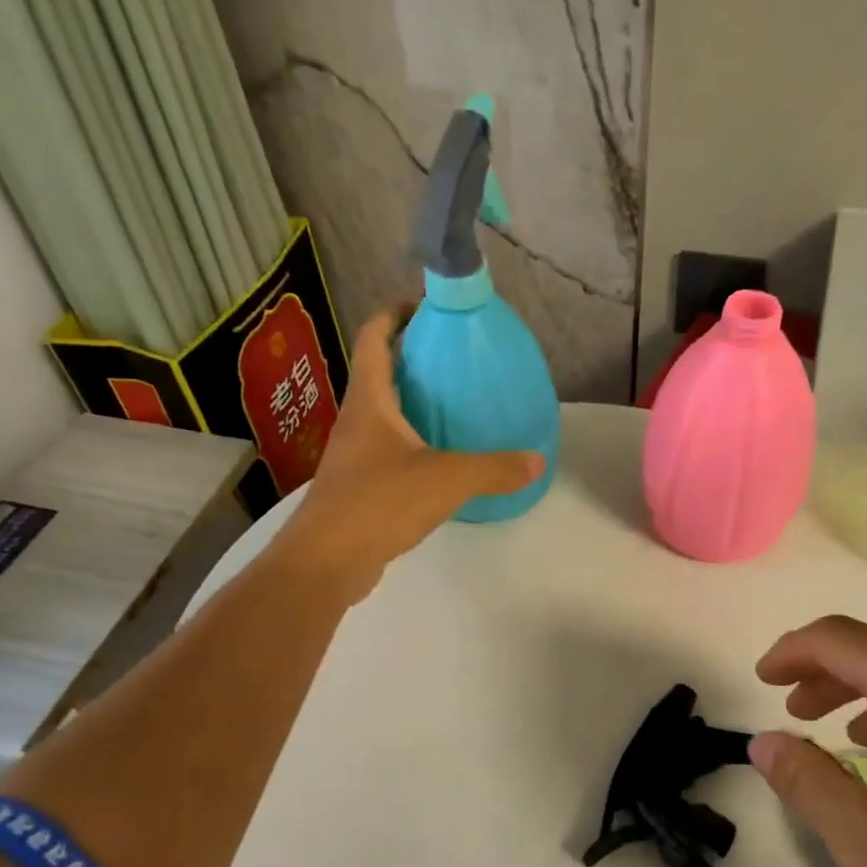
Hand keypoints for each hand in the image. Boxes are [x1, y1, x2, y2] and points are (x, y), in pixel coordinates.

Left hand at [279, 304, 544, 598]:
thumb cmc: (380, 502)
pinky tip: (440, 459)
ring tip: (452, 405)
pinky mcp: (358, 486)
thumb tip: (537, 461)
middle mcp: (356, 421)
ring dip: (410, 403)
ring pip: (382, 415)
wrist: (329, 559)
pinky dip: (411, 443)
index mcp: (370, 402)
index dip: (395, 314)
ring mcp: (353, 455)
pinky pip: (387, 450)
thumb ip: (494, 468)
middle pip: (378, 373)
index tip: (426, 307)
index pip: (373, 338)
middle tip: (453, 359)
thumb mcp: (448, 480)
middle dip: (411, 358)